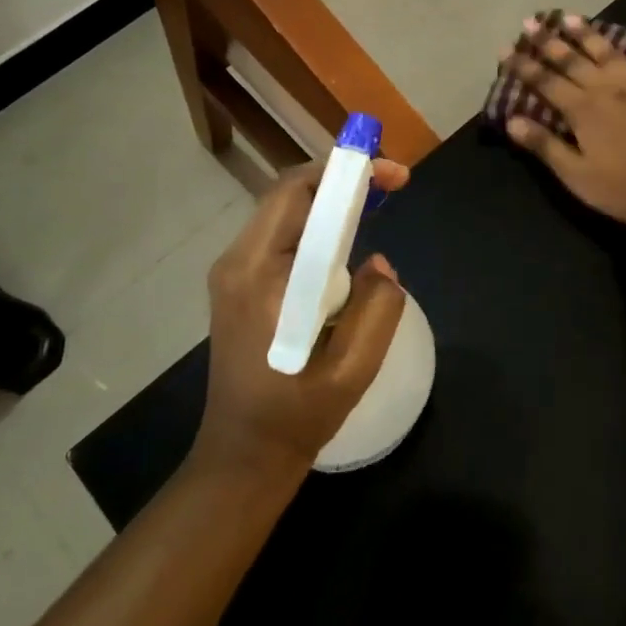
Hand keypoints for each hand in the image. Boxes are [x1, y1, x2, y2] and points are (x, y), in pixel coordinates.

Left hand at [194, 158, 409, 483]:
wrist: (243, 453)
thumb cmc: (297, 414)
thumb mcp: (354, 368)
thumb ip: (379, 306)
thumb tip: (377, 262)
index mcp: (261, 275)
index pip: (298, 193)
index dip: (348, 172)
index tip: (394, 175)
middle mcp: (236, 262)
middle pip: (289, 195)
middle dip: (341, 182)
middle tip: (390, 186)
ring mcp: (231, 272)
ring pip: (284, 213)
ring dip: (329, 205)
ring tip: (373, 210)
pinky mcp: (236, 284)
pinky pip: (279, 238)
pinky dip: (315, 229)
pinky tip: (343, 249)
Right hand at [501, 16, 625, 232]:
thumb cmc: (622, 190)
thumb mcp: (575, 175)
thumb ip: (544, 145)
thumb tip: (511, 120)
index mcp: (583, 110)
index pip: (545, 82)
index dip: (523, 65)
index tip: (504, 48)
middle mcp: (609, 90)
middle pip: (574, 60)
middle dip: (549, 41)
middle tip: (531, 21)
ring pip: (611, 54)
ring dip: (590, 35)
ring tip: (572, 18)